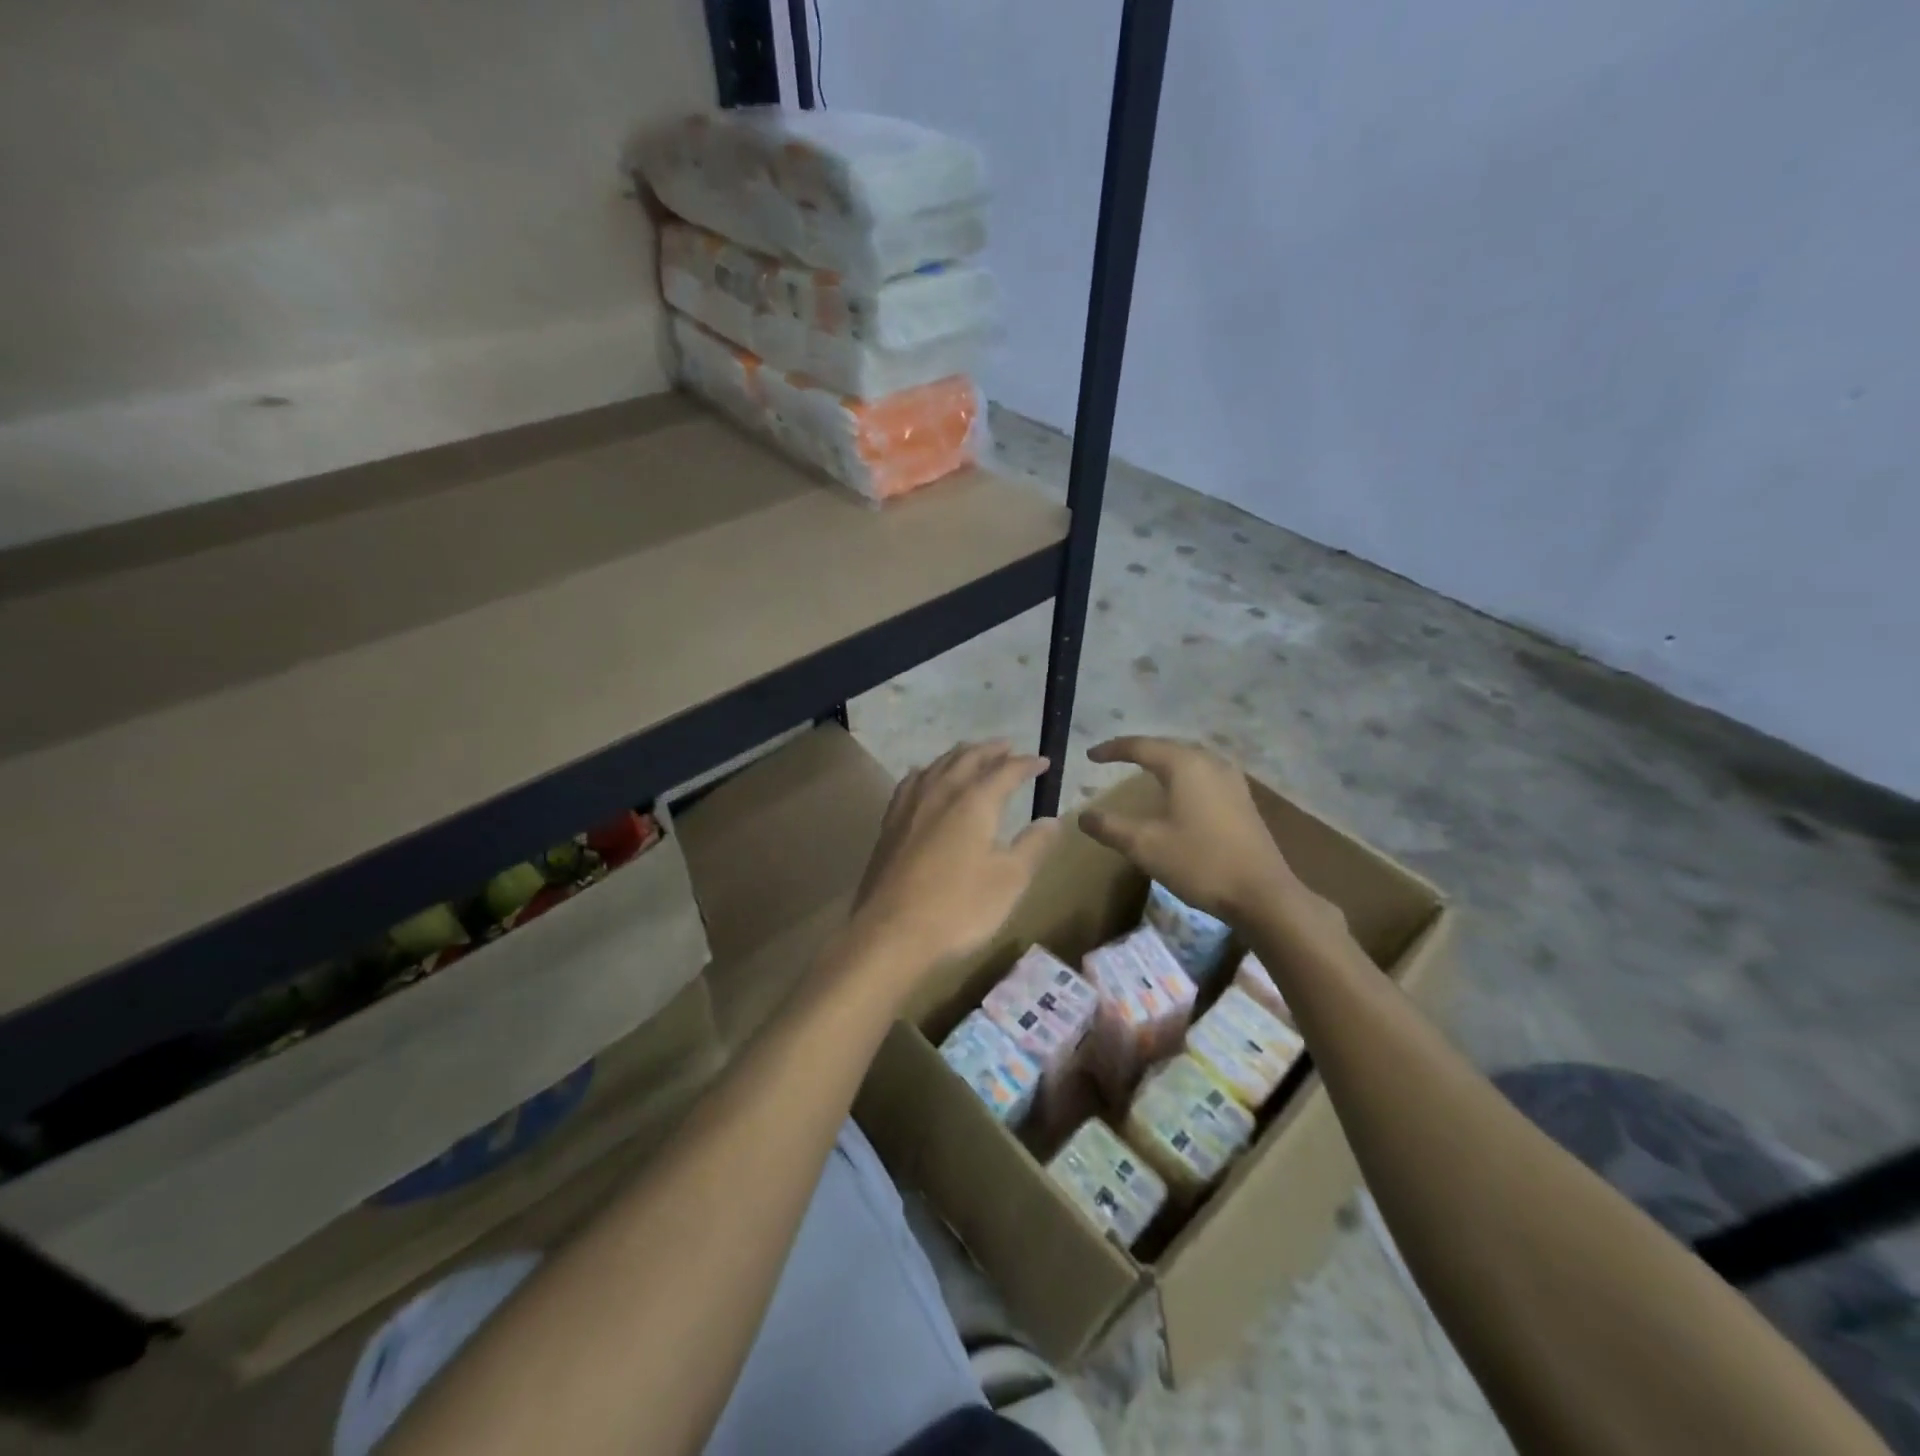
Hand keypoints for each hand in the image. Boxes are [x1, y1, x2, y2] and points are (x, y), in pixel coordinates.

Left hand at [846, 742, 1060, 993]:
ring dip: (960, 755)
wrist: (891, 932)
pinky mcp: (890, 822)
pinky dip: (929, 771)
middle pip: (968, 758)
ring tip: (972, 753)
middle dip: (991, 750)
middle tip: (1008, 747)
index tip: (1044, 762)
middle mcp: (942, 792)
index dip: (1027, 764)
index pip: (1006, 771)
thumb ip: (1033, 846)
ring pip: (938, 765)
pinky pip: (913, 781)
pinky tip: (926, 778)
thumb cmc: (959, 907)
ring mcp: (911, 805)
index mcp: (975, 801)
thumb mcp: (1009, 880)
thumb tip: (1053, 820)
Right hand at [1081, 737, 1315, 925]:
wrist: (1262, 893)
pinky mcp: (1243, 799)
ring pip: (1191, 758)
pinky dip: (1185, 774)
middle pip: (1168, 746)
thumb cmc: (1199, 862)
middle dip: (1140, 750)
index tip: (1090, 756)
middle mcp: (1210, 762)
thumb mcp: (1145, 846)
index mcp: (1184, 765)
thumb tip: (1083, 816)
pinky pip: (1206, 773)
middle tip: (1115, 757)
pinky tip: (1182, 790)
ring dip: (1165, 760)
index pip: (1141, 746)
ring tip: (1146, 768)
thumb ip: (1110, 827)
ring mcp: (1232, 780)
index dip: (1112, 749)